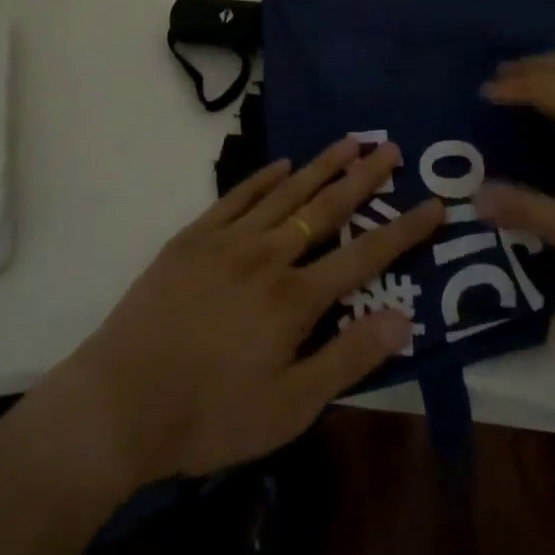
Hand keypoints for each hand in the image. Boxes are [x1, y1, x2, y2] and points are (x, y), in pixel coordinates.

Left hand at [55, 139, 442, 487]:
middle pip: (326, 208)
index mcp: (295, 298)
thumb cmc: (210, 414)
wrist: (120, 401)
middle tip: (391, 147)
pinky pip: (237, 196)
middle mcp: (268, 255)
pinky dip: (263, 178)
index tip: (434, 203)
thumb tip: (403, 319)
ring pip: (286, 192)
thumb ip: (347, 359)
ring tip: (350, 139)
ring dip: (321, 165)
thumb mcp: (288, 408)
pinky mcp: (194, 237)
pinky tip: (281, 164)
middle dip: (364, 177)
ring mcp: (229, 240)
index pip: (364, 255)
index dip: (403, 230)